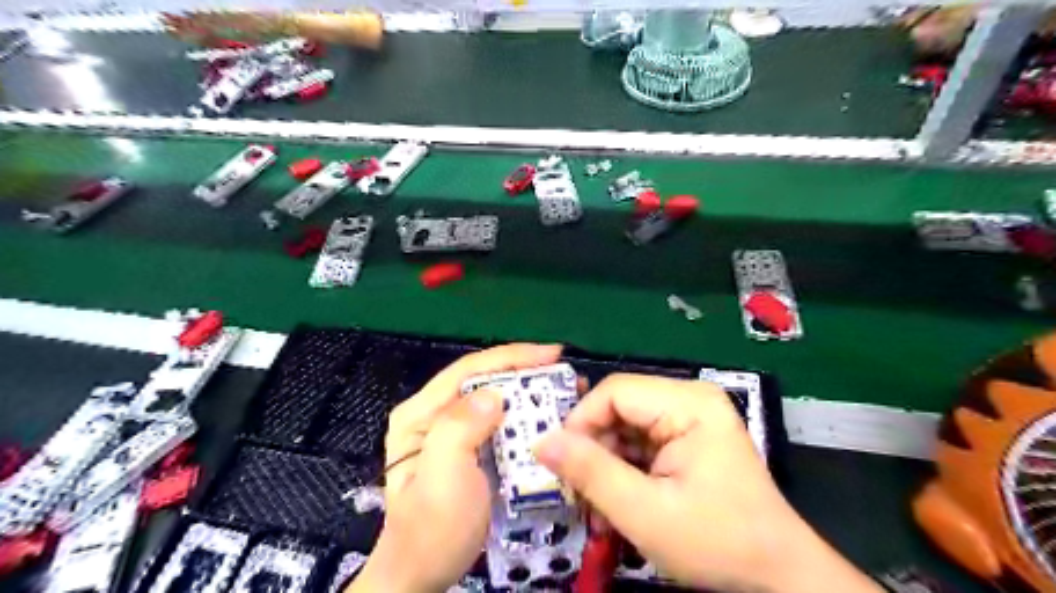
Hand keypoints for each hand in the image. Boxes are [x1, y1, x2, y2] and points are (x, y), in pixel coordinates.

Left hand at [351, 342, 565, 592]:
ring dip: (528, 391)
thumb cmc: (433, 529)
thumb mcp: (442, 478)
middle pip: (483, 379)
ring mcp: (450, 431)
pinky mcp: (468, 448)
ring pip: (494, 397)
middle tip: (564, 373)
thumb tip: (494, 394)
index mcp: (420, 414)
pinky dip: (524, 415)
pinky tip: (546, 416)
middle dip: (524, 372)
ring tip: (563, 390)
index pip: (468, 370)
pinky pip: (499, 421)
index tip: (552, 354)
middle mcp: (433, 414)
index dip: (511, 357)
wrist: (423, 576)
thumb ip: (460, 428)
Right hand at [537, 375, 885, 592]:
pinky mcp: (688, 437)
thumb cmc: (718, 542)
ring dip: (606, 464)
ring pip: (625, 426)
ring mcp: (691, 417)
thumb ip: (591, 473)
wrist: (778, 574)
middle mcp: (690, 399)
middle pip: (619, 407)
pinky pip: (641, 441)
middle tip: (579, 493)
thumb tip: (541, 442)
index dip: (580, 423)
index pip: (614, 392)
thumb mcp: (645, 513)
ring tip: (599, 506)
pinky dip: (623, 469)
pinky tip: (620, 501)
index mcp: (689, 403)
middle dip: (594, 449)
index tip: (562, 465)